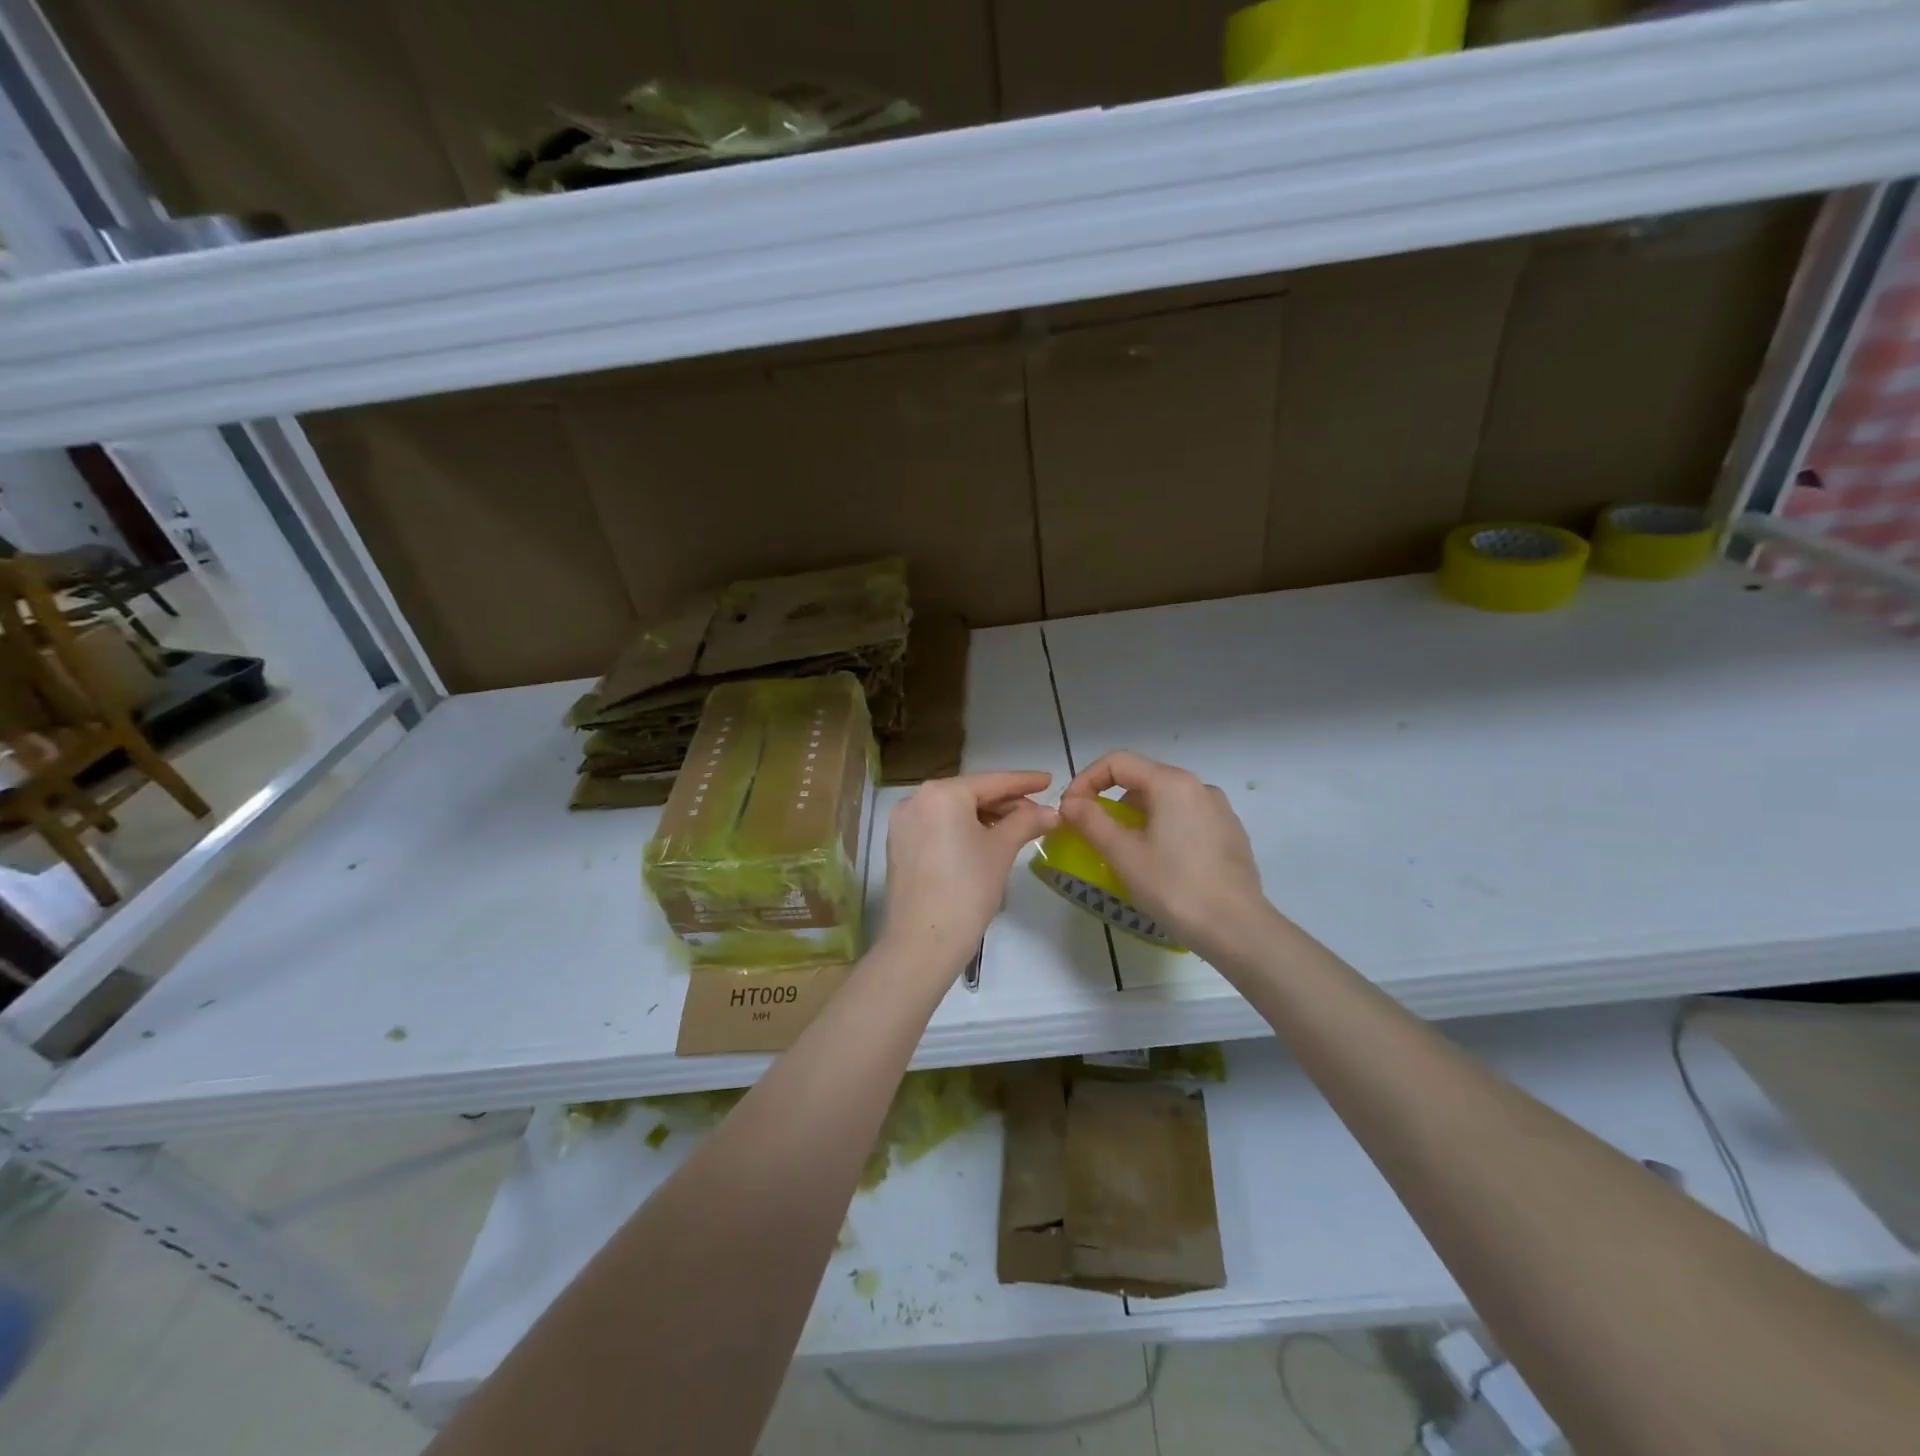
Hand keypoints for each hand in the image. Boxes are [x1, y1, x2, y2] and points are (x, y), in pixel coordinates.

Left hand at [881, 771, 1058, 977]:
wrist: (923, 941)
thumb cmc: (967, 889)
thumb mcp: (1001, 850)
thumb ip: (1026, 822)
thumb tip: (1051, 812)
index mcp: (941, 793)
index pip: (992, 781)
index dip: (1024, 781)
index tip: (1049, 780)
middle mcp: (916, 799)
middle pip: (970, 794)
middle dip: (1005, 803)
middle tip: (1038, 813)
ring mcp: (903, 823)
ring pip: (953, 811)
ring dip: (985, 817)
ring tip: (1016, 829)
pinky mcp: (899, 846)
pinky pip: (937, 827)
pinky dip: (962, 829)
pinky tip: (985, 841)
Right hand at [1059, 751, 1276, 966]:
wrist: (1237, 928)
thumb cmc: (1174, 887)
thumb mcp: (1123, 855)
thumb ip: (1091, 821)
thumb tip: (1070, 802)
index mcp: (1172, 783)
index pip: (1117, 762)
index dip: (1085, 780)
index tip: (1069, 810)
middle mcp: (1199, 786)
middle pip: (1142, 779)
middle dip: (1109, 801)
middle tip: (1090, 832)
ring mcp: (1219, 810)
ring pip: (1164, 801)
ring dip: (1136, 817)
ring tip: (1123, 851)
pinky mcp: (1230, 833)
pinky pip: (1185, 819)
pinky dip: (1162, 829)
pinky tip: (1160, 863)